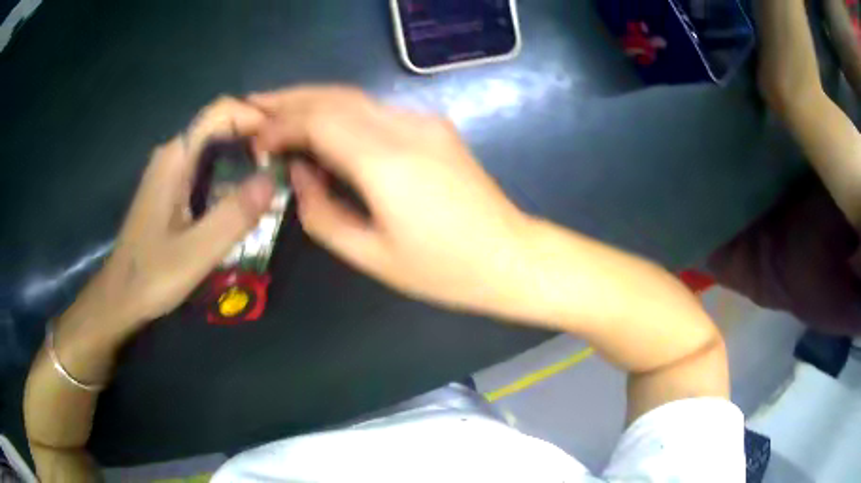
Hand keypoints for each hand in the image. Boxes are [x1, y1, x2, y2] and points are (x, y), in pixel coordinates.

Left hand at [61, 97, 275, 350]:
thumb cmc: (151, 276)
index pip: (221, 111)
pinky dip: (230, 169)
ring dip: (244, 153)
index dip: (255, 117)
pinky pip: (205, 164)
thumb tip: (273, 179)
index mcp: (175, 157)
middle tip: (285, 163)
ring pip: (214, 144)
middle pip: (220, 124)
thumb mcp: (196, 253)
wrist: (120, 297)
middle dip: (255, 135)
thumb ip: (233, 215)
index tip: (283, 143)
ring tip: (272, 177)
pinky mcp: (170, 187)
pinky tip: (243, 194)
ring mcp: (169, 170)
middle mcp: (172, 154)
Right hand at [250, 87, 531, 315]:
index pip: (319, 120)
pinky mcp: (435, 127)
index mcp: (387, 163)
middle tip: (255, 109)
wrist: (511, 256)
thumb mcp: (372, 256)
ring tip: (278, 115)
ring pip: (355, 98)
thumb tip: (298, 173)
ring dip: (313, 102)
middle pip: (335, 96)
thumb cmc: (444, 270)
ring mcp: (425, 122)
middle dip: (290, 100)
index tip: (255, 139)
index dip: (281, 124)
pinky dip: (340, 113)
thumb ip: (323, 213)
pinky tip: (322, 128)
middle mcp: (406, 128)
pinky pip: (375, 111)